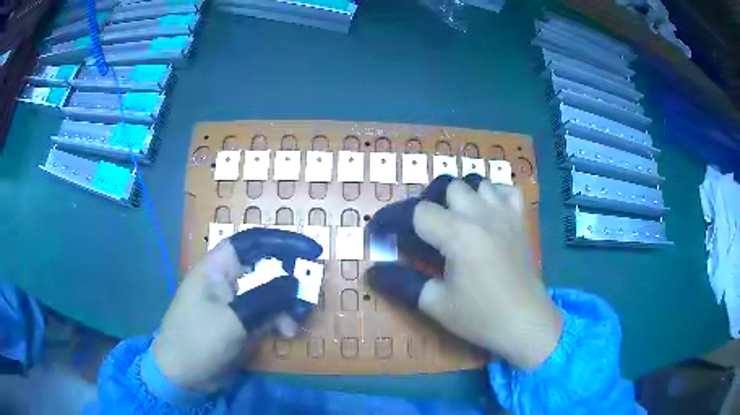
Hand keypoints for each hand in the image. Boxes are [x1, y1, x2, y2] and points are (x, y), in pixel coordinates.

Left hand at [153, 229, 320, 392]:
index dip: (283, 241)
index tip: (312, 251)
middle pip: (266, 267)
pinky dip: (281, 320)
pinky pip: (268, 313)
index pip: (254, 241)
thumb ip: (266, 298)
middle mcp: (228, 279)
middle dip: (291, 278)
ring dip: (288, 305)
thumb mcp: (233, 319)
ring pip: (271, 293)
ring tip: (295, 322)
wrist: (182, 375)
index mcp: (218, 267)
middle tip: (311, 293)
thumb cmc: (198, 339)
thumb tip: (297, 282)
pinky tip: (286, 333)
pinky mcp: (242, 322)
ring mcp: (236, 302)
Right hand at [367, 175, 561, 368]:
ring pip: (476, 182)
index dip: (393, 217)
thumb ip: (402, 283)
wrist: (526, 323)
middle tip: (422, 229)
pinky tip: (487, 213)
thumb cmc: (480, 316)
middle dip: (428, 203)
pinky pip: (505, 191)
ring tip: (453, 219)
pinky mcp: (520, 220)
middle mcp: (481, 215)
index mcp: (458, 235)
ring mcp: (505, 214)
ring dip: (459, 196)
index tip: (379, 229)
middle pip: (447, 186)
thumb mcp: (435, 303)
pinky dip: (492, 195)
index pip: (417, 211)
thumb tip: (372, 271)